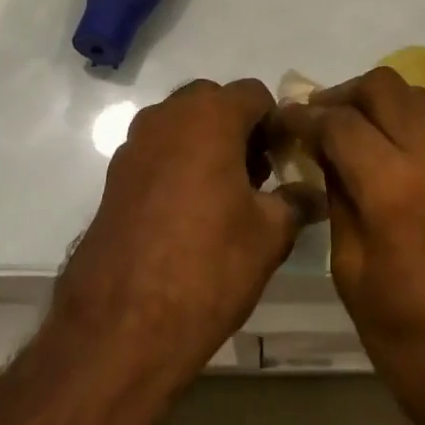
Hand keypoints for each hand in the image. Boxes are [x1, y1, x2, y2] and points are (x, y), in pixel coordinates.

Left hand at [57, 79, 317, 389]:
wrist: (120, 330)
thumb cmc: (207, 267)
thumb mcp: (270, 235)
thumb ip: (296, 201)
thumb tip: (310, 192)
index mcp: (211, 116)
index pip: (255, 94)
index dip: (276, 123)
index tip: (285, 161)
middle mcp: (168, 117)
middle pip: (214, 103)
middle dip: (239, 129)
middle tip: (257, 177)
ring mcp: (134, 146)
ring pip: (182, 126)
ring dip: (207, 145)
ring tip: (224, 198)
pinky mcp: (113, 179)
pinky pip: (157, 154)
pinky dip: (178, 167)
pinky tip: (189, 216)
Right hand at [276, 68, 424, 424]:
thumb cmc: (413, 346)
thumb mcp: (353, 276)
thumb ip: (339, 203)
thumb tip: (325, 159)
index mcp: (394, 186)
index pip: (340, 121)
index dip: (304, 116)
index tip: (281, 120)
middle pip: (384, 86)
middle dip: (344, 94)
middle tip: (317, 120)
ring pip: (417, 94)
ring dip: (379, 100)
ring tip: (350, 130)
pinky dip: (407, 118)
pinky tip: (387, 150)